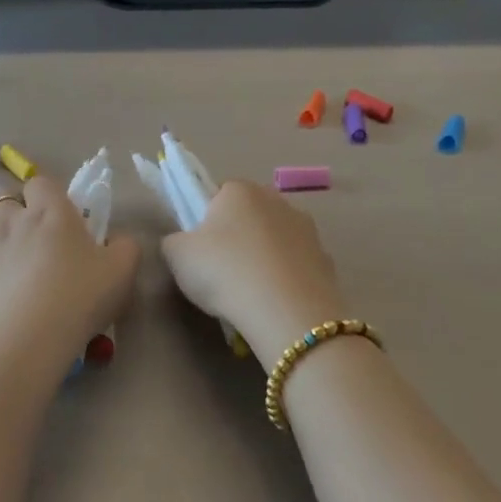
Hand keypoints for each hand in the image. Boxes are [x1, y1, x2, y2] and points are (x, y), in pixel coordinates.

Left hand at [0, 175, 139, 364]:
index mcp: (51, 212)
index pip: (41, 183)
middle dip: (11, 205)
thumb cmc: (79, 299)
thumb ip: (125, 247)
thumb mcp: (122, 272)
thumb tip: (118, 239)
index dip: (46, 194)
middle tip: (25, 230)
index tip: (55, 215)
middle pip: (2, 195)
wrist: (27, 338)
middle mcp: (11, 219)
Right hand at [160, 181, 349, 368]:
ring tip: (249, 292)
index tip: (200, 247)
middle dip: (237, 236)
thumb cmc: (224, 272)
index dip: (205, 219)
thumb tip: (183, 242)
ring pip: (275, 239)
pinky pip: (295, 265)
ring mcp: (307, 229)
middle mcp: (277, 200)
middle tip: (220, 270)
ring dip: (263, 256)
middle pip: (249, 214)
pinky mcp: (326, 259)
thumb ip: (174, 241)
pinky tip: (273, 302)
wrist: (286, 311)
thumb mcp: (177, 256)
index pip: (217, 193)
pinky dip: (284, 278)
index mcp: (239, 190)